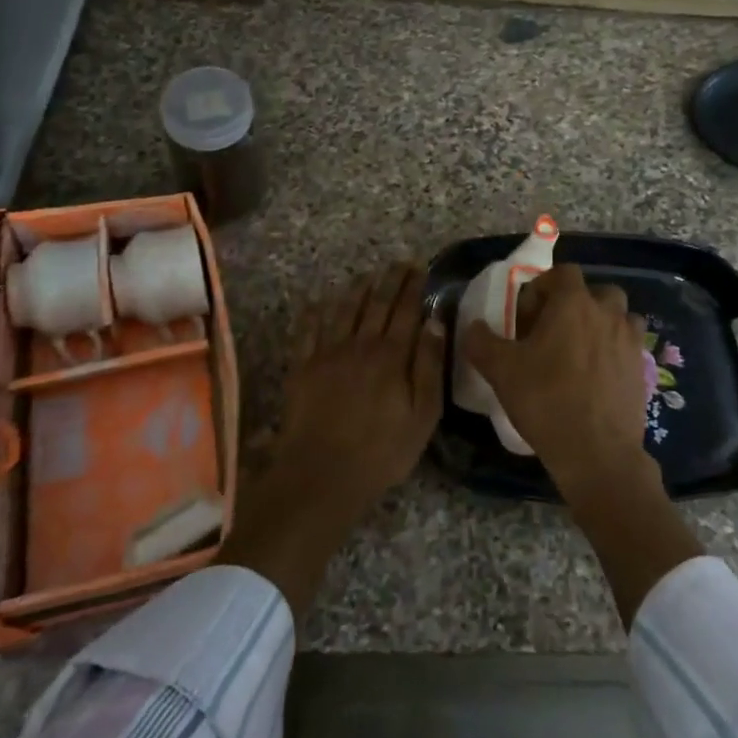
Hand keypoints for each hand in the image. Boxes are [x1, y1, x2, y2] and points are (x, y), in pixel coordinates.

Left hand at [219, 263, 444, 618]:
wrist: (321, 474)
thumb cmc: (381, 451)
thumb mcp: (422, 415)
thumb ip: (428, 366)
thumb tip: (435, 323)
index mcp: (391, 356)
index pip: (406, 311)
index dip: (413, 287)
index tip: (419, 267)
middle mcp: (359, 345)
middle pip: (376, 304)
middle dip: (390, 280)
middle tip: (399, 262)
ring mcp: (327, 354)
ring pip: (344, 310)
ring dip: (357, 289)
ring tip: (367, 275)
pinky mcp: (302, 367)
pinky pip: (308, 330)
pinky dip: (315, 311)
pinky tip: (319, 300)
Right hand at [462, 263, 700, 626]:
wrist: (597, 453)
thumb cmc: (546, 401)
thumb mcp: (500, 370)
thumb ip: (480, 341)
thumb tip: (473, 327)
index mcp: (574, 303)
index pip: (563, 273)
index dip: (542, 289)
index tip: (527, 319)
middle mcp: (608, 313)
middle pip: (595, 292)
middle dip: (575, 305)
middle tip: (554, 333)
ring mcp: (630, 341)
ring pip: (618, 317)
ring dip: (599, 325)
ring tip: (578, 353)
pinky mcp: (642, 368)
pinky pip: (628, 346)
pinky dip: (614, 351)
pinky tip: (595, 377)